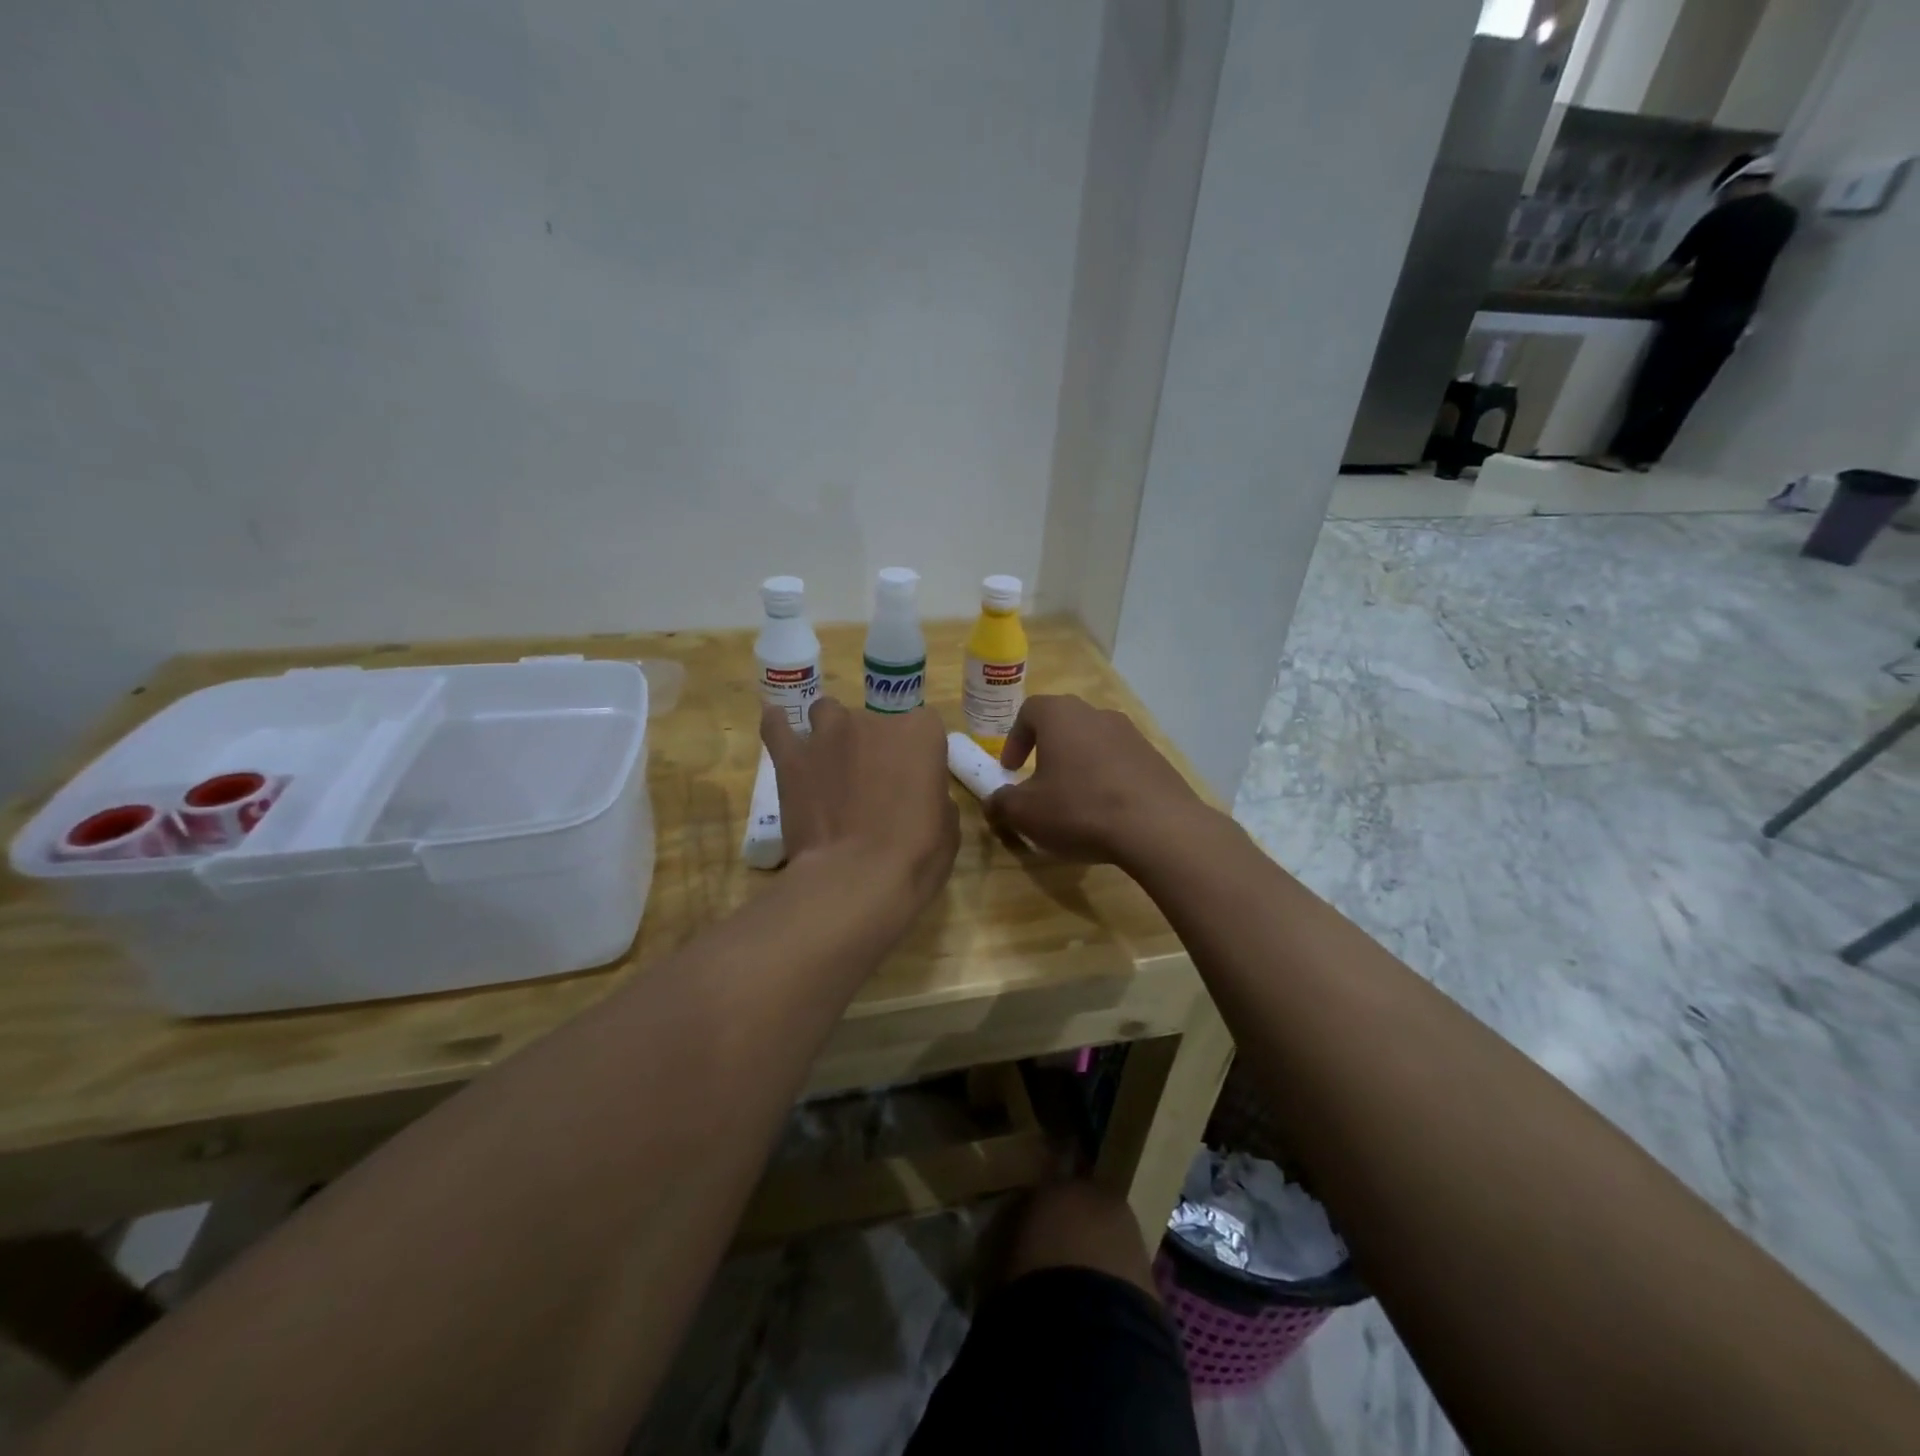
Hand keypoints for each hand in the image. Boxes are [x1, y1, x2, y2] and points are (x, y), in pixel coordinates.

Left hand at [761, 697, 958, 911]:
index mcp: (920, 733)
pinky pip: (777, 727)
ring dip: (832, 733)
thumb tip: (922, 796)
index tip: (915, 778)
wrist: (856, 879)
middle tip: (873, 784)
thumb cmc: (915, 856)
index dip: (918, 752)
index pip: (923, 725)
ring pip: (828, 714)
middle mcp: (873, 722)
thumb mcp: (947, 828)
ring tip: (831, 763)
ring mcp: (827, 736)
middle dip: (875, 746)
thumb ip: (934, 796)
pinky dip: (779, 726)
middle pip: (874, 721)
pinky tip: (779, 728)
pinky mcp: (791, 758)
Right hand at [985, 695, 1212, 867]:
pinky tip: (1106, 811)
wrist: (1158, 827)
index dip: (1015, 739)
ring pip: (1094, 743)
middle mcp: (1097, 714)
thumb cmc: (1079, 809)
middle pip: (1064, 724)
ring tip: (1074, 800)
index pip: (1029, 711)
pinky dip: (1107, 779)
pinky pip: (1121, 762)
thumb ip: (1001, 802)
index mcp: (1061, 716)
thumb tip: (994, 802)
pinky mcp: (1156, 758)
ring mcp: (1132, 734)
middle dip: (1047, 750)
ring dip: (1079, 765)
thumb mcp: (1026, 813)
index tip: (1011, 769)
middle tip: (1039, 782)